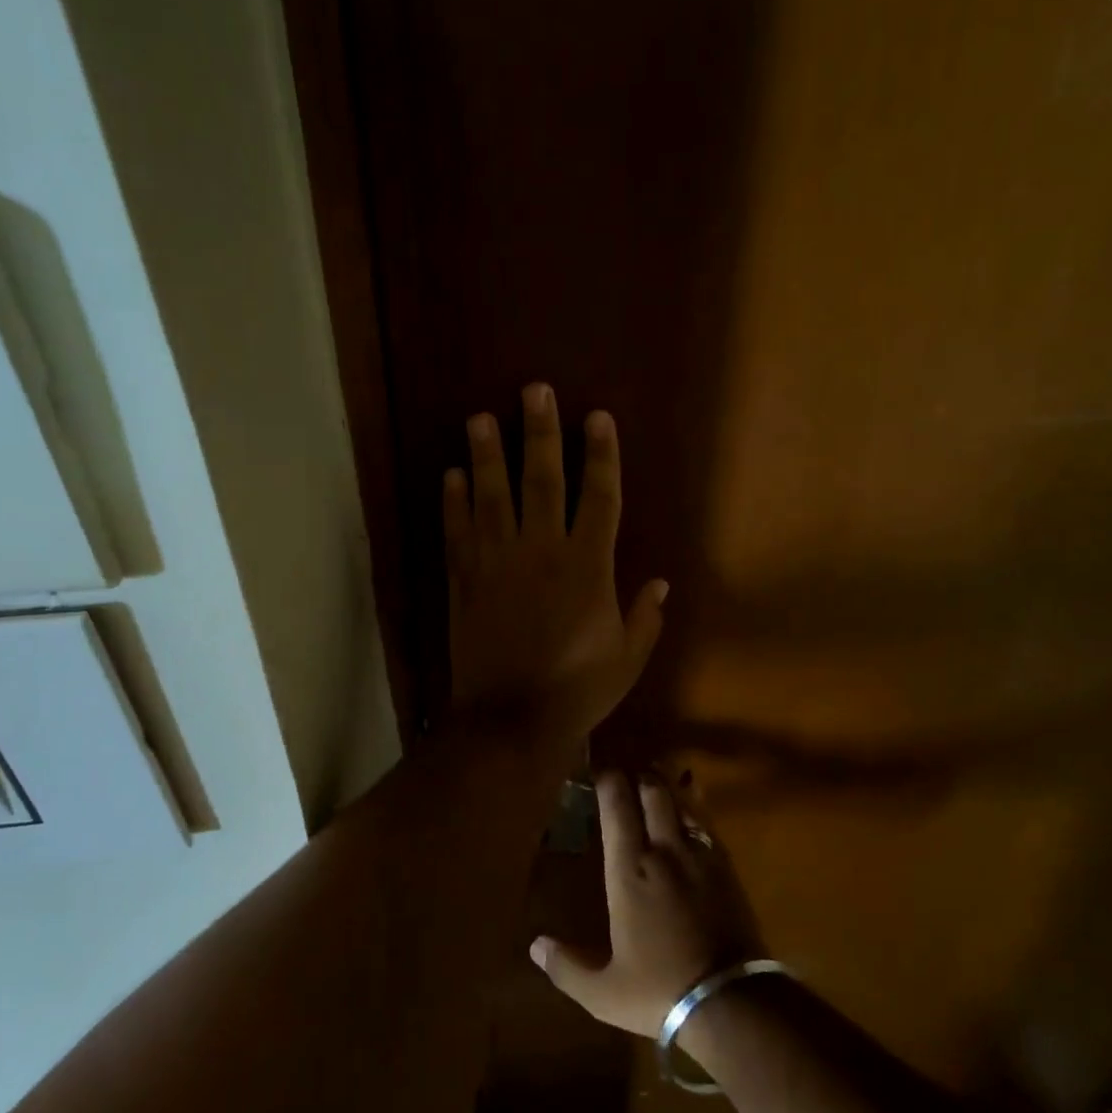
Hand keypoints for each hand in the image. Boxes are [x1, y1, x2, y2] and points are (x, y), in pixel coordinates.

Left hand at [445, 384, 666, 748]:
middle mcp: (542, 552)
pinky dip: (452, 504)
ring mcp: (497, 564)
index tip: (597, 417)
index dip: (601, 455)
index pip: (600, 497)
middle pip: (542, 480)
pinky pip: (457, 534)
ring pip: (491, 497)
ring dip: (486, 455)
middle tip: (533, 391)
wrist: (509, 721)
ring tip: (479, 418)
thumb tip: (662, 582)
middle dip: (540, 433)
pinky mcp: (465, 582)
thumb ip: (645, 618)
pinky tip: (449, 475)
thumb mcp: (627, 659)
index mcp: (588, 567)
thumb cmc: (577, 691)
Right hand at [531, 770, 765, 1038]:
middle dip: (639, 775)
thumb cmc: (661, 991)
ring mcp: (699, 856)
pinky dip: (694, 810)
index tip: (599, 769)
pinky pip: (707, 824)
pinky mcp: (727, 869)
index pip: (617, 809)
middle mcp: (663, 851)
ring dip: (667, 787)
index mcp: (629, 871)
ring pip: (682, 803)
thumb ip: (567, 967)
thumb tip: (536, 946)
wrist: (733, 1002)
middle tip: (628, 770)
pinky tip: (691, 815)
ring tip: (657, 780)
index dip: (608, 781)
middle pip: (653, 793)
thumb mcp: (604, 992)